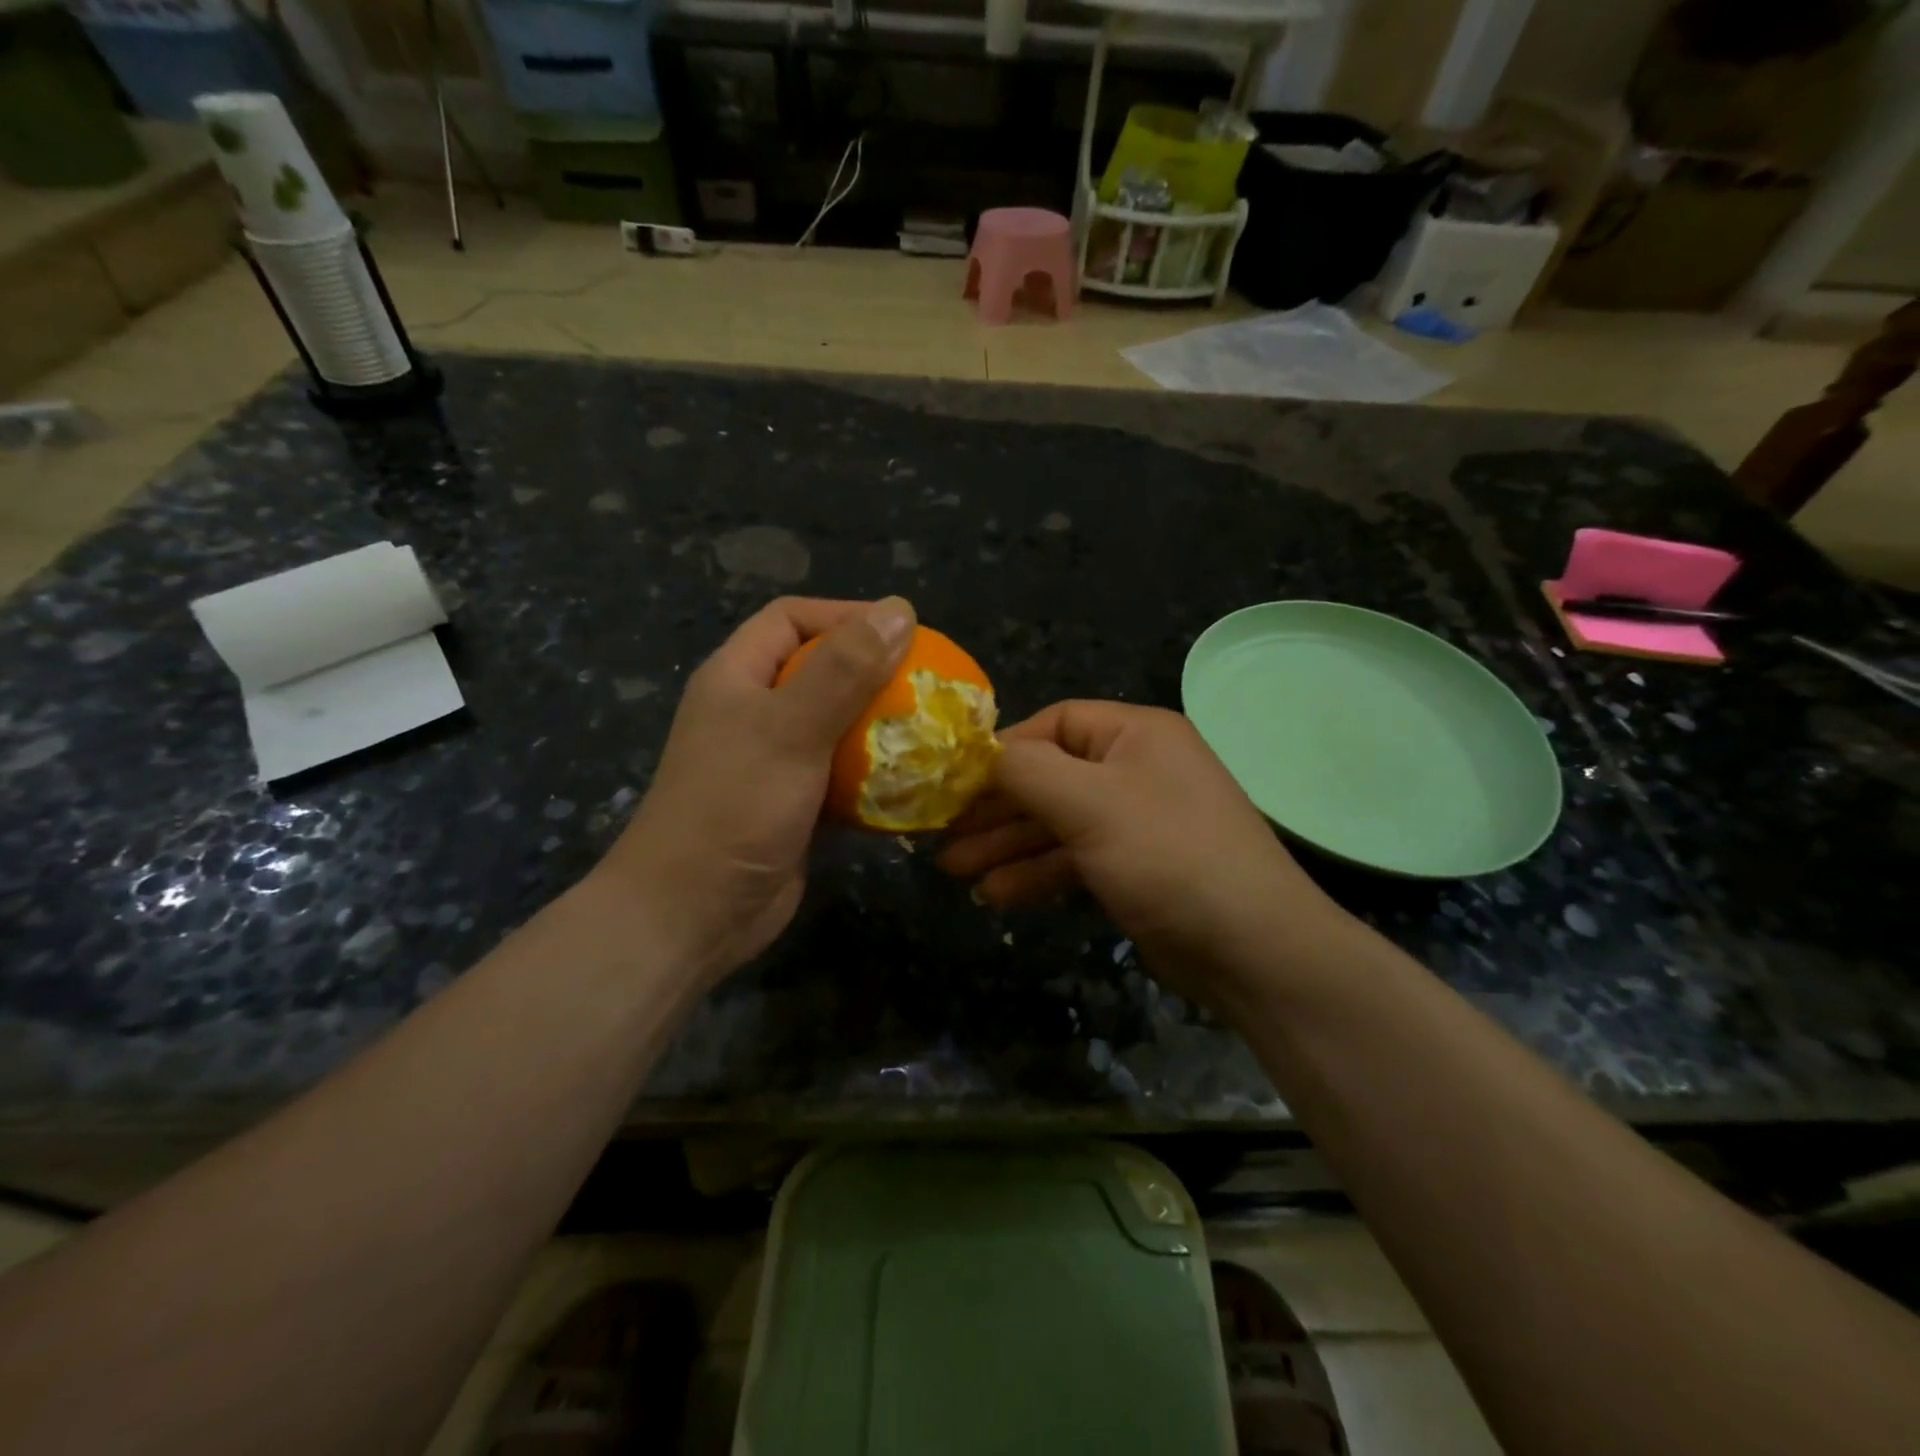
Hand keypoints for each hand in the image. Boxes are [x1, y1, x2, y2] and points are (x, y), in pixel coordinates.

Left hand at [591, 595, 915, 985]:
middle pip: (818, 671)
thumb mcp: (791, 728)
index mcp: (737, 677)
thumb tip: (900, 608)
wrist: (693, 913)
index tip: (903, 632)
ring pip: (835, 725)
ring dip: (879, 727)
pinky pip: (841, 774)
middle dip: (872, 673)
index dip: (845, 615)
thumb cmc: (735, 807)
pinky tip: (912, 781)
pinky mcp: (793, 804)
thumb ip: (844, 669)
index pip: (791, 619)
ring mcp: (772, 761)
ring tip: (930, 729)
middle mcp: (753, 711)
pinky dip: (874, 775)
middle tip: (928, 683)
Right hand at [937, 701, 1352, 1007]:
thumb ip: (1026, 771)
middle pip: (1050, 776)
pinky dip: (1037, 873)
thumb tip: (981, 754)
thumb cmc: (1168, 855)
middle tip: (942, 833)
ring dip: (1007, 844)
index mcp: (1136, 734)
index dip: (1003, 750)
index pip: (1054, 724)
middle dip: (995, 807)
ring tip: (953, 871)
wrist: (1252, 949)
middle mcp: (1137, 768)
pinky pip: (1075, 858)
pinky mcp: (1135, 868)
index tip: (954, 780)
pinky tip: (997, 895)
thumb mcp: (1090, 803)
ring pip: (1057, 822)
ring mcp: (1137, 821)